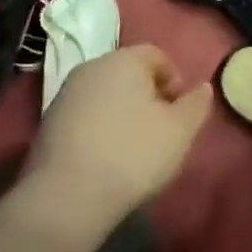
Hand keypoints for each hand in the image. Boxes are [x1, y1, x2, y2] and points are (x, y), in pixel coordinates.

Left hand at [25, 45, 212, 223]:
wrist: (66, 196)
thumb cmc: (133, 153)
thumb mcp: (180, 131)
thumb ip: (196, 104)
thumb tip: (204, 87)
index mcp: (124, 59)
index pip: (156, 55)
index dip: (175, 80)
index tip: (181, 111)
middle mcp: (91, 67)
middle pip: (129, 72)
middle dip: (148, 95)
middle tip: (161, 128)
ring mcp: (65, 94)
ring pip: (105, 94)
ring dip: (123, 112)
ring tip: (134, 147)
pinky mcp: (48, 123)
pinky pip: (85, 115)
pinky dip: (100, 128)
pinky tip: (106, 157)